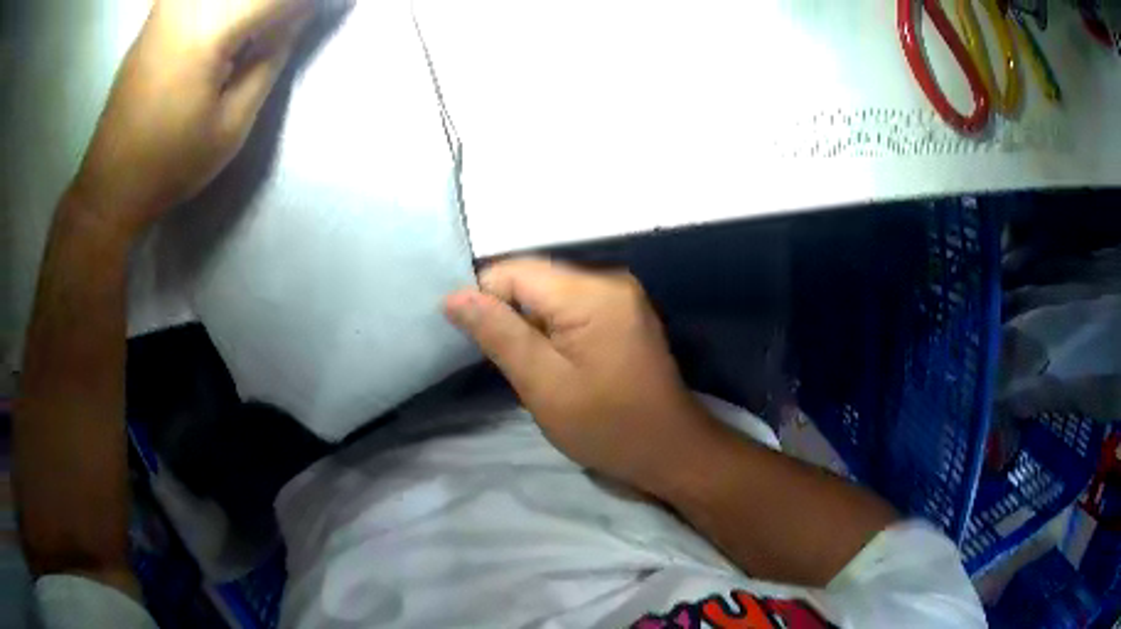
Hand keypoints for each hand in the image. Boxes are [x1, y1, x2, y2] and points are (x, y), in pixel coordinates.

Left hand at [71, 0, 322, 239]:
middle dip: (273, 7)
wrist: (110, 183)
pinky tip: (227, 28)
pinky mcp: (159, 10)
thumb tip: (298, 16)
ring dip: (248, 8)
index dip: (303, 6)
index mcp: (210, 29)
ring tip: (246, 41)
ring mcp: (169, 3)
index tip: (313, 17)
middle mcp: (188, 2)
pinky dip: (224, 7)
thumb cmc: (170, 164)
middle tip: (278, 32)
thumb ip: (271, 58)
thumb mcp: (232, 125)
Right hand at [445, 258, 719, 492]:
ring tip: (522, 362)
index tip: (468, 338)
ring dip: (527, 322)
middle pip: (534, 278)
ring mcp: (620, 295)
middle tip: (497, 357)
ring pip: (549, 293)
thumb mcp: (544, 385)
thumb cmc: (607, 426)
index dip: (483, 298)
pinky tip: (548, 358)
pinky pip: (570, 306)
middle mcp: (609, 279)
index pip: (514, 271)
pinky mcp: (623, 312)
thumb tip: (454, 296)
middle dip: (506, 312)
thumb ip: (499, 334)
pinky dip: (550, 327)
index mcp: (591, 292)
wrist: (670, 450)